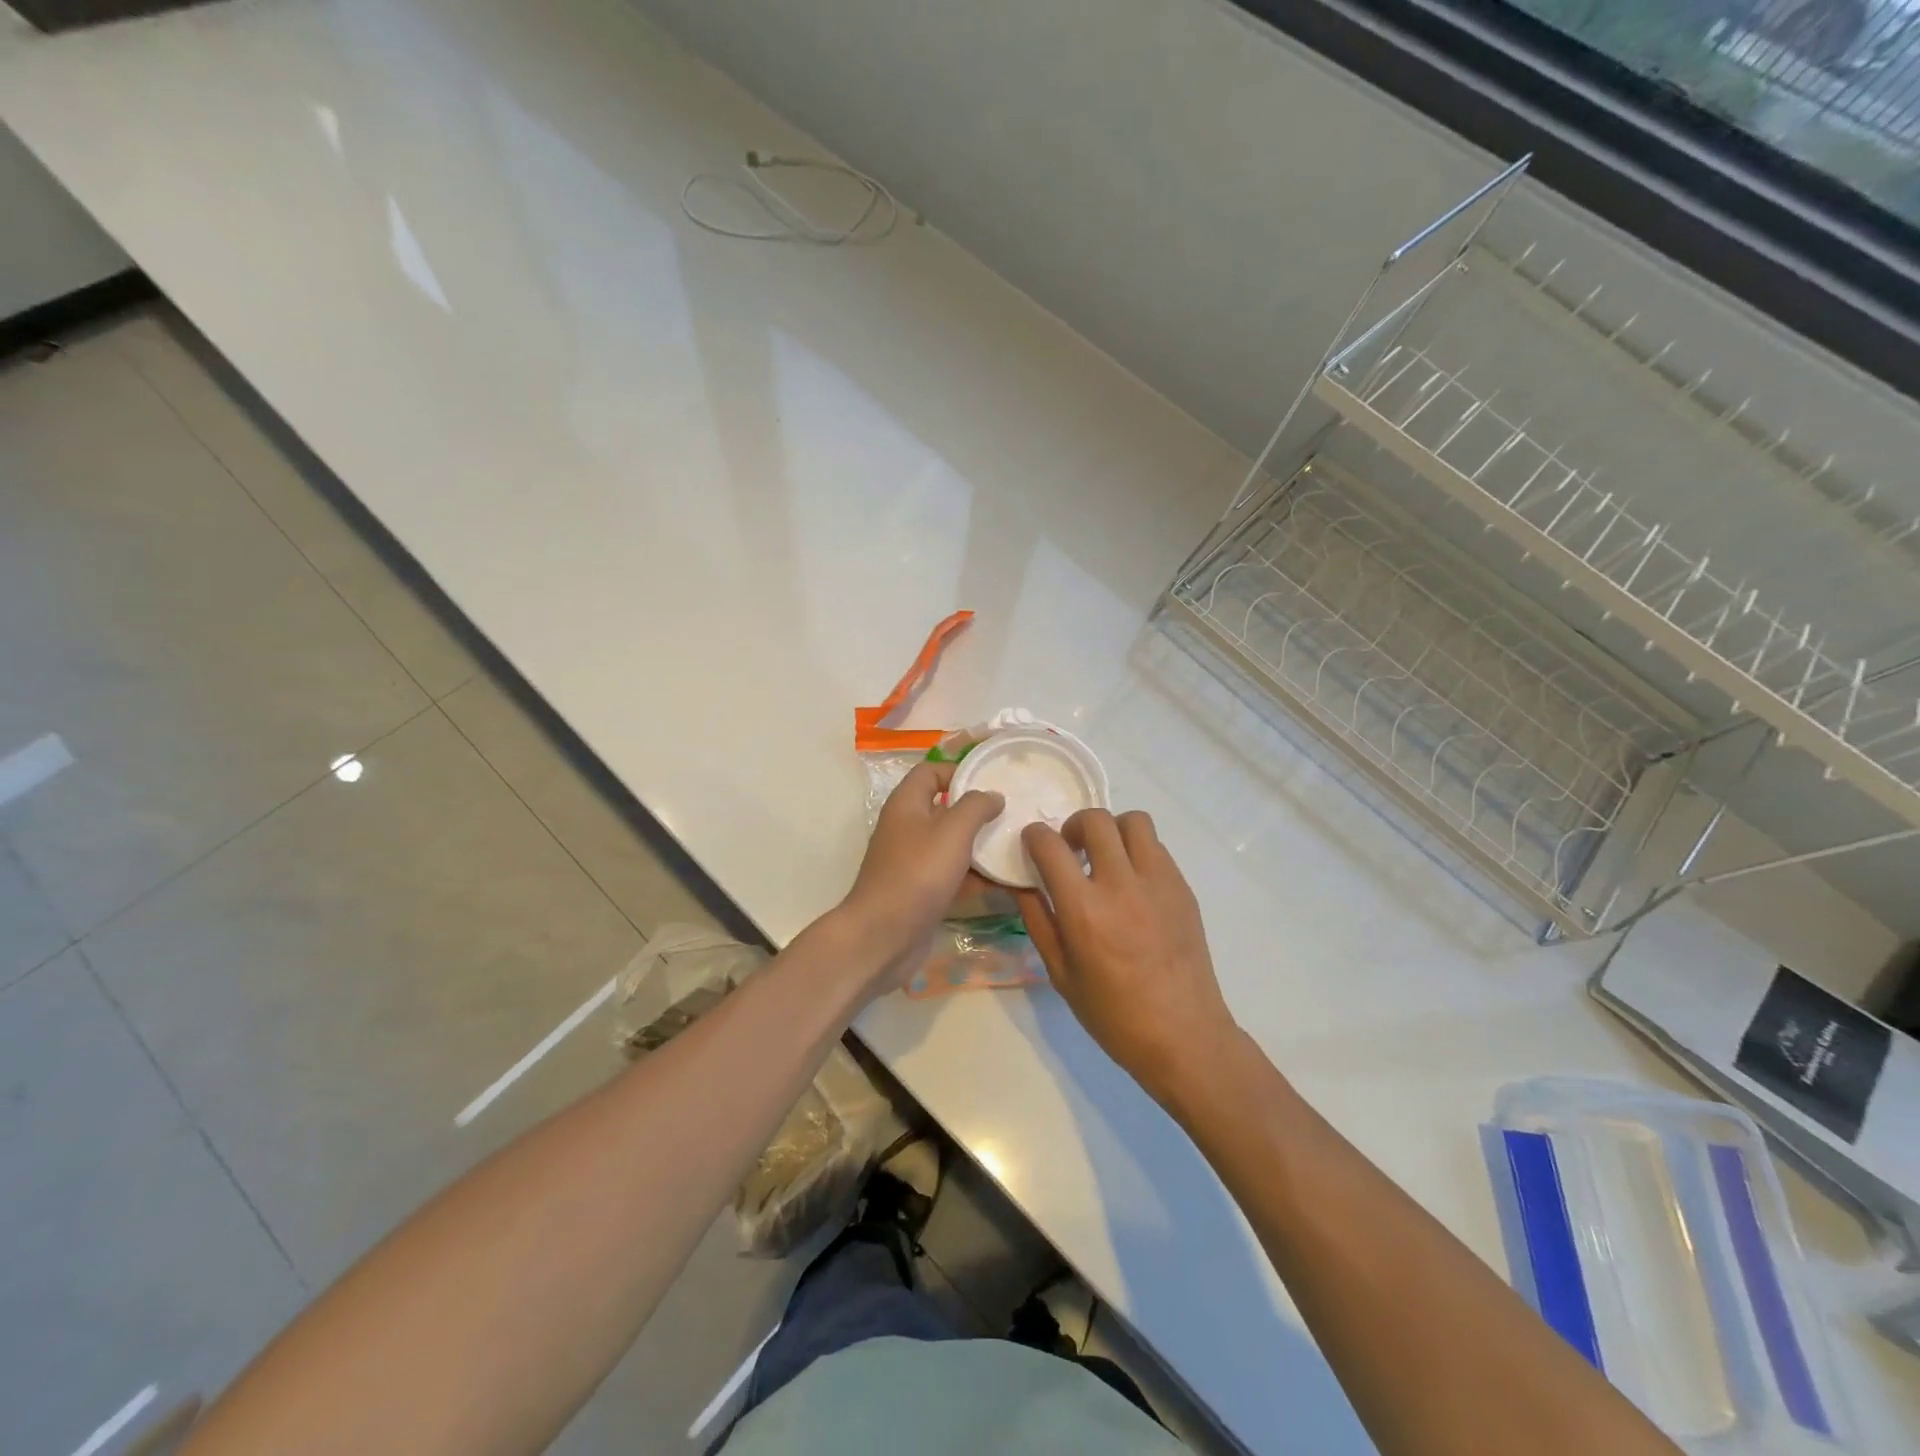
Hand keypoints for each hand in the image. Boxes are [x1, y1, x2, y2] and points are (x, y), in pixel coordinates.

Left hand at [840, 761, 1004, 993]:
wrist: (883, 936)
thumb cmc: (917, 874)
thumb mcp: (952, 832)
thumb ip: (975, 806)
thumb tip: (993, 795)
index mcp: (907, 803)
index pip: (931, 771)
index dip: (960, 770)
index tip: (994, 779)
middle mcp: (907, 827)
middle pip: (945, 808)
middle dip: (978, 810)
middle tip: (1014, 812)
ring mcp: (913, 860)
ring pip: (952, 843)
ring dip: (980, 844)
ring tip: (1017, 843)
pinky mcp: (921, 889)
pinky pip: (953, 873)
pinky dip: (975, 875)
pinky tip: (1006, 881)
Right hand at [1015, 809, 1236, 1104]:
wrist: (1184, 1035)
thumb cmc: (1113, 1015)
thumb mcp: (1060, 973)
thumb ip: (1038, 920)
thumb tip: (1021, 882)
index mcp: (1084, 910)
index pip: (1050, 845)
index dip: (1034, 836)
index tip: (1033, 844)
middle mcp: (1122, 885)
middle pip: (1095, 820)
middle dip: (1073, 826)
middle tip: (1071, 851)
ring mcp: (1158, 882)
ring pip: (1134, 821)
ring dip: (1112, 830)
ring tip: (1106, 858)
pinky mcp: (1182, 888)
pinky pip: (1157, 847)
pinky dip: (1137, 851)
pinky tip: (1132, 883)